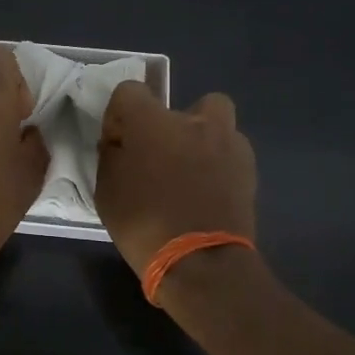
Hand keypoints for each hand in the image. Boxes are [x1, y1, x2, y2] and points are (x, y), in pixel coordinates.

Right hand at [95, 82, 257, 277]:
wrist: (201, 263)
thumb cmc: (143, 224)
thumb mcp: (106, 191)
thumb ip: (112, 155)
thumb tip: (120, 142)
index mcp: (151, 121)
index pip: (130, 91)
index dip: (120, 115)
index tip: (118, 144)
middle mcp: (192, 121)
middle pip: (179, 105)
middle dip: (169, 124)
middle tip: (160, 156)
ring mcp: (226, 142)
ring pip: (215, 121)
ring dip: (202, 138)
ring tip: (191, 172)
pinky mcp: (248, 168)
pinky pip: (231, 151)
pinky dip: (220, 163)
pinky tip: (209, 190)